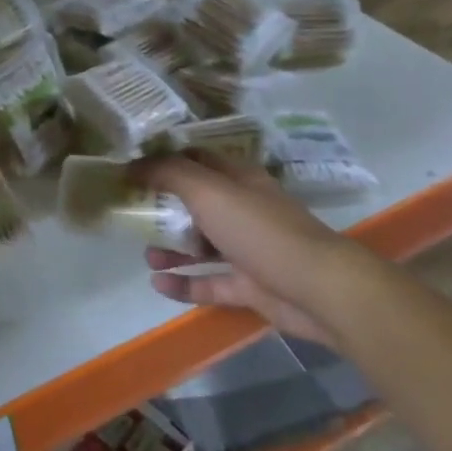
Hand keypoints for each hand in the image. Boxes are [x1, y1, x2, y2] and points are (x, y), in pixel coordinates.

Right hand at [129, 153, 379, 345]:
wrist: (320, 290)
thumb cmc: (260, 230)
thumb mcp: (208, 191)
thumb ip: (168, 174)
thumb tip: (132, 164)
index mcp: (237, 180)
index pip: (196, 160)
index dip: (165, 161)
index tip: (132, 167)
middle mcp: (243, 210)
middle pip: (196, 204)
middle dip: (164, 209)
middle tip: (132, 214)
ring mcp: (248, 250)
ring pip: (201, 245)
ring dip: (171, 248)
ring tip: (146, 255)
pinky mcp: (250, 286)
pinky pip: (209, 283)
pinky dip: (184, 284)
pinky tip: (158, 284)